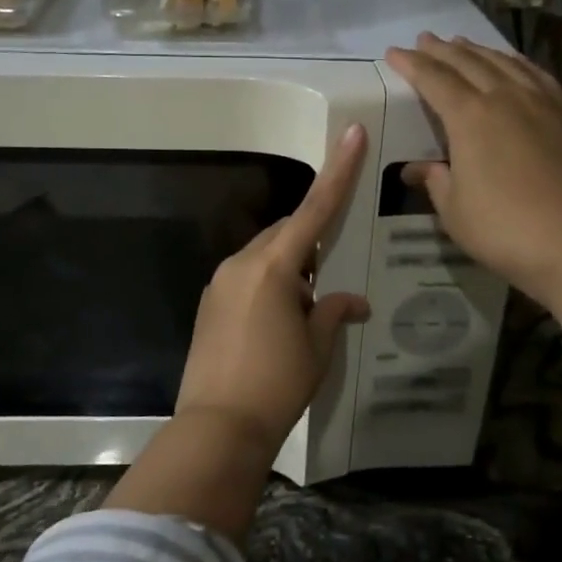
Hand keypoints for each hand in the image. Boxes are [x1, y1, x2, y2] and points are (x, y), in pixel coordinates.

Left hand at [174, 124, 371, 456]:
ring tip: (307, 309)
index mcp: (273, 267)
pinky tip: (281, 321)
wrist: (218, 426)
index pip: (314, 210)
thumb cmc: (276, 384)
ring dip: (290, 270)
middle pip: (285, 234)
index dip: (337, 172)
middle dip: (311, 244)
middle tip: (331, 277)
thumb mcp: (317, 348)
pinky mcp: (209, 304)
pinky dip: (270, 286)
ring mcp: (220, 283)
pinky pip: (247, 278)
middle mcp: (241, 264)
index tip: (351, 135)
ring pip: (265, 257)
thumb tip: (352, 301)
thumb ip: (333, 312)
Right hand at [384, 34, 561, 309]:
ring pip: (505, 63)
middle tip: (425, 39)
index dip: (412, 64)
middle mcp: (506, 98)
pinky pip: (538, 76)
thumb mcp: (454, 211)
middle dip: (442, 50)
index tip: (394, 52)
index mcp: (470, 118)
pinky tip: (514, 64)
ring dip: (479, 50)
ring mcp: (543, 104)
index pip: (434, 80)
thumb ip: (436, 181)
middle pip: (469, 63)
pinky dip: (518, 63)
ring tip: (463, 43)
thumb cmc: (503, 229)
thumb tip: (418, 168)